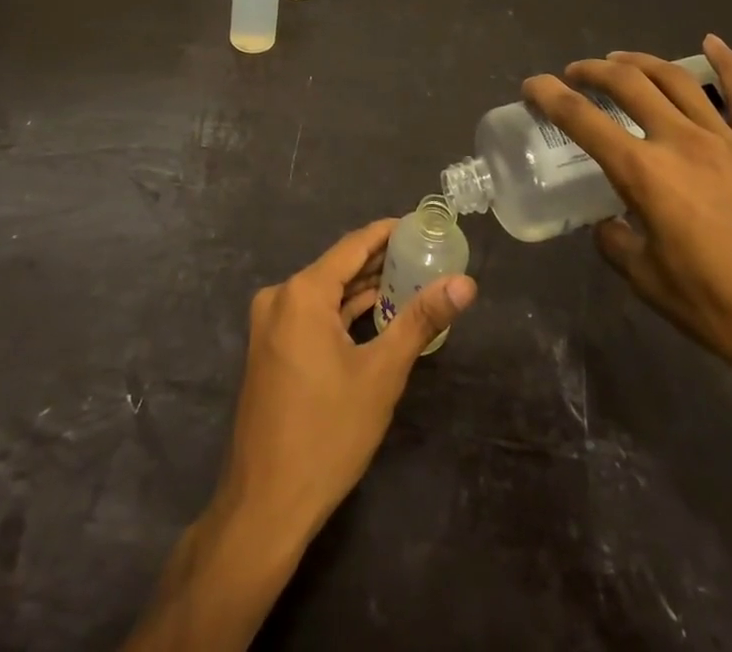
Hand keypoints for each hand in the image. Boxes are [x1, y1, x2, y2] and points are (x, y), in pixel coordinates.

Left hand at [214, 219, 477, 543]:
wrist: (266, 505)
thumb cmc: (327, 433)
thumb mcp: (382, 374)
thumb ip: (421, 320)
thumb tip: (465, 284)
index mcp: (302, 292)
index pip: (353, 245)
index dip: (388, 232)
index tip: (422, 225)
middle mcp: (280, 297)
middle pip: (339, 267)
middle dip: (381, 262)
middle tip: (426, 255)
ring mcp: (270, 324)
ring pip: (326, 294)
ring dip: (364, 290)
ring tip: (411, 281)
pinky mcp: (271, 349)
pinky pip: (313, 316)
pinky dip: (343, 314)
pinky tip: (376, 315)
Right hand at [523, 35, 731, 405]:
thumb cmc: (729, 314)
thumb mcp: (653, 286)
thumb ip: (619, 246)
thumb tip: (610, 224)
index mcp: (646, 174)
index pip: (583, 120)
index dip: (549, 96)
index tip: (531, 86)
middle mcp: (682, 142)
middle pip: (628, 84)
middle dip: (592, 71)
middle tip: (574, 75)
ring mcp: (728, 140)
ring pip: (676, 79)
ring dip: (640, 62)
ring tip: (618, 60)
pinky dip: (727, 62)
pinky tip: (712, 41)